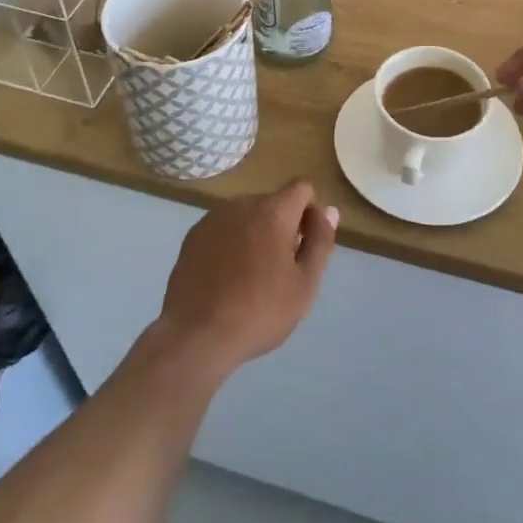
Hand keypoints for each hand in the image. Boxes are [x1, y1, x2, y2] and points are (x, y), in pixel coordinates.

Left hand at [155, 181, 337, 381]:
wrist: (196, 335)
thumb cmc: (260, 311)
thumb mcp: (305, 284)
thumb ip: (320, 242)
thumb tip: (329, 210)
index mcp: (273, 211)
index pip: (302, 188)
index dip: (310, 213)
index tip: (305, 246)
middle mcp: (242, 203)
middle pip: (273, 203)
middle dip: (282, 226)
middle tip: (280, 270)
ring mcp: (214, 217)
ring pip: (247, 216)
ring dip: (255, 234)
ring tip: (250, 277)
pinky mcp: (193, 235)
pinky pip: (223, 229)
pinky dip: (230, 243)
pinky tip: (225, 278)